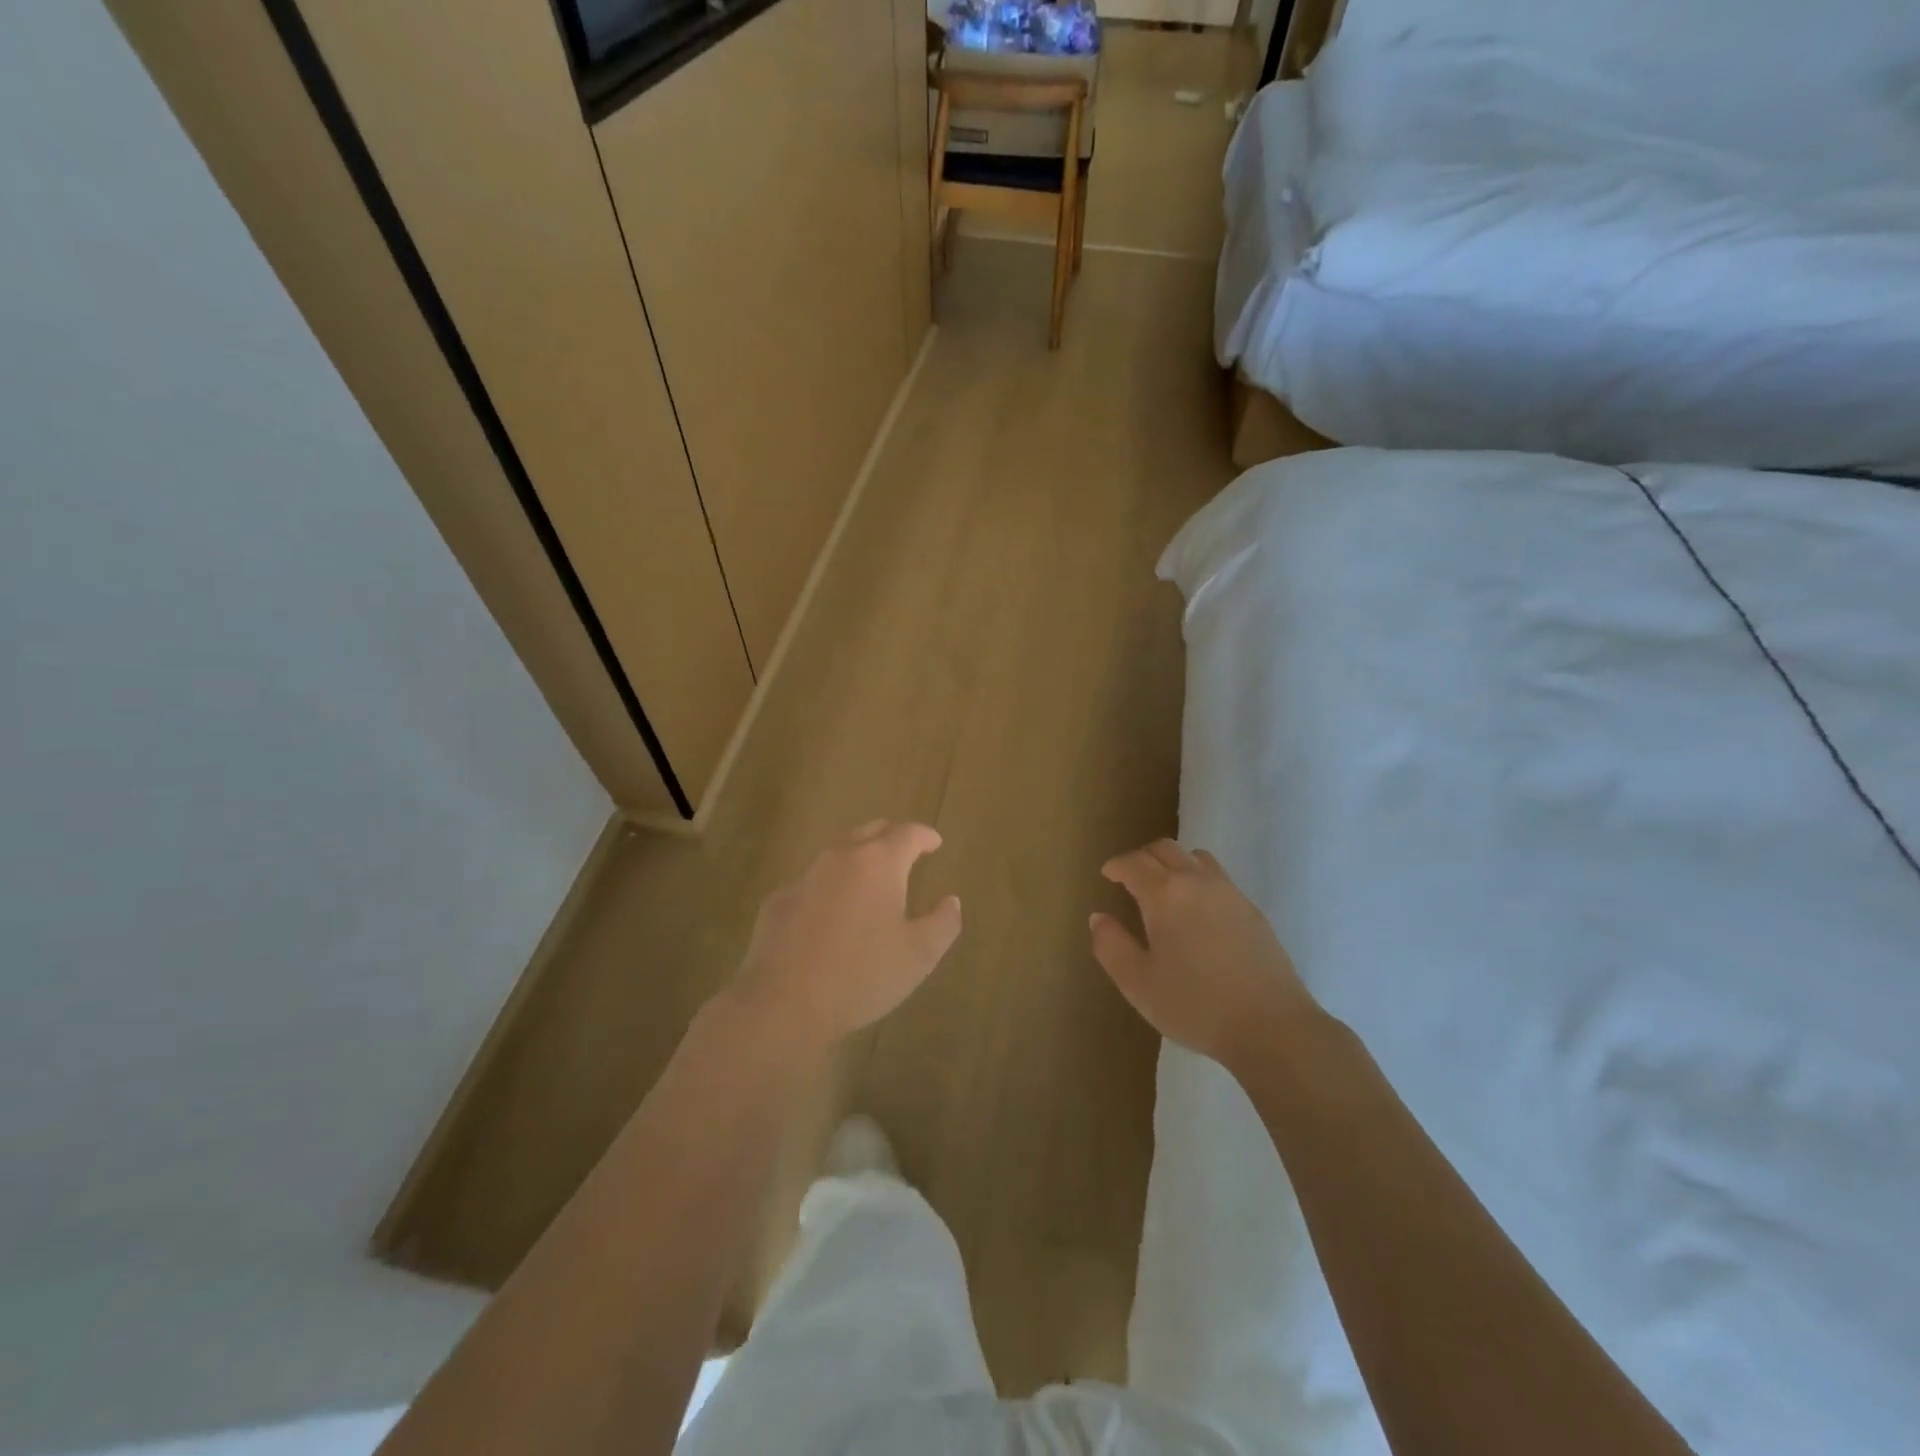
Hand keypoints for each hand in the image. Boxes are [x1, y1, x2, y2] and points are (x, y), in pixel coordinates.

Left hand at [729, 821, 961, 1048]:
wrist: (783, 1003)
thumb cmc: (862, 975)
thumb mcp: (919, 955)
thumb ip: (943, 922)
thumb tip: (950, 901)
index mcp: (879, 863)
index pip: (907, 833)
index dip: (925, 836)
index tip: (935, 843)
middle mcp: (840, 857)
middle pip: (870, 832)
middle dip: (891, 837)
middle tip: (906, 851)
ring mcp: (804, 877)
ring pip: (838, 855)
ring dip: (859, 860)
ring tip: (872, 881)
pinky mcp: (778, 900)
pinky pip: (812, 883)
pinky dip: (830, 888)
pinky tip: (832, 914)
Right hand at [1089, 840, 1317, 1068]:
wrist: (1272, 1026)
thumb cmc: (1195, 1005)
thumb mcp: (1138, 983)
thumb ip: (1111, 946)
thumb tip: (1099, 917)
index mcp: (1164, 894)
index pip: (1134, 863)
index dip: (1116, 865)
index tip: (1107, 875)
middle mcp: (1196, 881)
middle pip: (1165, 848)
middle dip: (1142, 857)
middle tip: (1130, 877)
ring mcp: (1230, 893)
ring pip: (1196, 857)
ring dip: (1174, 862)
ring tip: (1165, 888)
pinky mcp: (1253, 910)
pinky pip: (1218, 877)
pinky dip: (1198, 879)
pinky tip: (1197, 912)